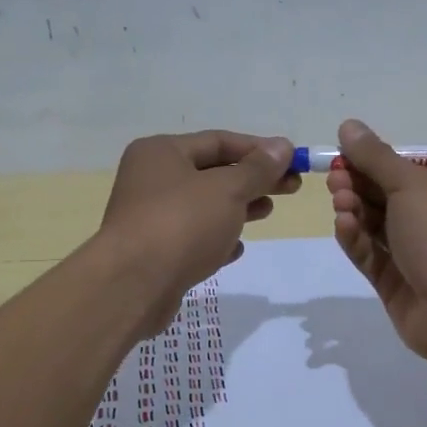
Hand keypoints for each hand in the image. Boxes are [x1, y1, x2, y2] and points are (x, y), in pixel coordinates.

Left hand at [100, 130, 298, 331]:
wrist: (133, 285)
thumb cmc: (181, 224)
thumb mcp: (227, 190)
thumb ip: (258, 169)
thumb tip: (283, 147)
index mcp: (161, 152)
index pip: (218, 141)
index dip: (259, 149)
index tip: (293, 160)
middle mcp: (151, 179)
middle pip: (213, 173)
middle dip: (253, 179)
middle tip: (291, 187)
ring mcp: (150, 217)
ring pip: (204, 206)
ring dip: (239, 207)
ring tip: (269, 212)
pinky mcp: (154, 252)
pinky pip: (193, 237)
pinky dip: (217, 238)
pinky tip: (237, 247)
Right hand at [327, 119, 426, 367]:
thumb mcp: (412, 185)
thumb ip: (376, 157)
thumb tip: (349, 125)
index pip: (408, 173)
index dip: (373, 164)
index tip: (343, 157)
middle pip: (388, 198)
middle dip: (359, 187)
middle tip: (334, 180)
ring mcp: (419, 257)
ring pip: (377, 228)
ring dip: (355, 211)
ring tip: (339, 202)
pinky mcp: (398, 286)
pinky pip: (372, 257)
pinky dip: (356, 240)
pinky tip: (343, 226)